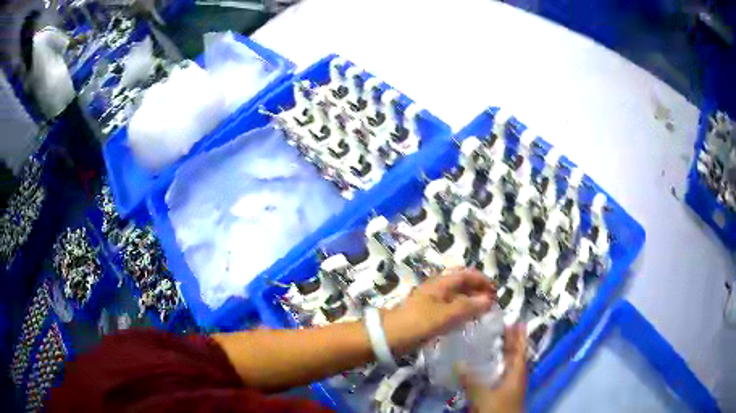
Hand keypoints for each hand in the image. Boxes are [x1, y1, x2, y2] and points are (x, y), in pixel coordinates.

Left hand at [383, 268, 496, 354]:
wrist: (388, 337)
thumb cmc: (417, 323)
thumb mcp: (445, 315)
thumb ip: (468, 307)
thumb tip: (489, 300)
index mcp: (441, 284)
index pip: (466, 274)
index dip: (483, 280)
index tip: (496, 293)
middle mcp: (437, 289)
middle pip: (462, 284)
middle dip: (478, 291)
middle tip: (492, 305)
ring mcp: (432, 302)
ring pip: (457, 298)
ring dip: (471, 302)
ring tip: (483, 314)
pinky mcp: (428, 315)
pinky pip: (450, 310)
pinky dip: (461, 313)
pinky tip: (466, 323)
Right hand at [459, 324, 527, 412]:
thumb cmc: (498, 410)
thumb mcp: (483, 396)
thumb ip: (471, 380)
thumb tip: (458, 363)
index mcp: (517, 373)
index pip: (519, 350)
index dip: (519, 336)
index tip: (516, 320)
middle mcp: (515, 377)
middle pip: (515, 355)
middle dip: (511, 341)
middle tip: (503, 325)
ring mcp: (509, 386)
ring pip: (508, 365)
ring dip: (503, 353)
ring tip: (493, 341)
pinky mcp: (501, 393)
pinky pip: (500, 374)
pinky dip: (495, 366)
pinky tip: (484, 366)